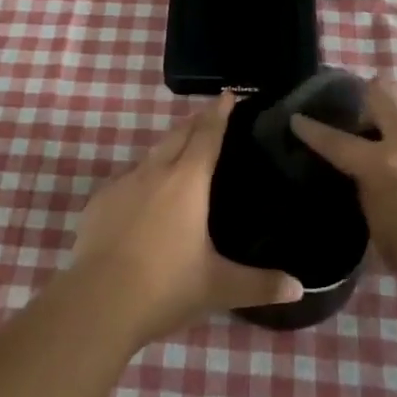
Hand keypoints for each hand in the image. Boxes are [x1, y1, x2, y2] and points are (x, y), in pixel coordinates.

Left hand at [73, 92, 303, 342]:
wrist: (98, 302)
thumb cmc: (165, 287)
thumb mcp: (218, 287)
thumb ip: (260, 284)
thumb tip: (299, 288)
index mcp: (187, 182)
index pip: (207, 136)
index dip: (218, 114)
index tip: (227, 95)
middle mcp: (154, 173)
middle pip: (177, 135)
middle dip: (194, 122)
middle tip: (208, 115)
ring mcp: (122, 185)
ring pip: (150, 155)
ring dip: (167, 148)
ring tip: (178, 153)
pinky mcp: (98, 202)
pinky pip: (126, 180)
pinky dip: (141, 179)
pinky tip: (143, 197)